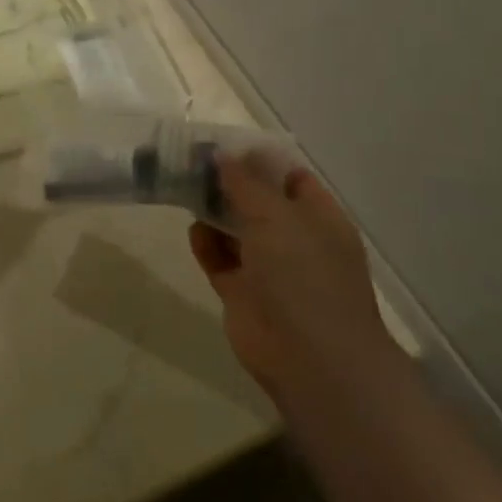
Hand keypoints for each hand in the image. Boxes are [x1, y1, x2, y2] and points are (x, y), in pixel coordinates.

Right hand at [188, 158, 394, 399]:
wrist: (309, 357)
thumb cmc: (303, 275)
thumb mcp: (276, 216)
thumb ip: (246, 183)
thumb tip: (223, 154)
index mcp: (319, 219)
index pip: (291, 178)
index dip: (260, 159)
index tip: (222, 144)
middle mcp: (296, 240)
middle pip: (258, 202)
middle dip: (227, 184)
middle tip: (190, 163)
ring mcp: (269, 269)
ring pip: (235, 230)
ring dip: (212, 212)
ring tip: (182, 189)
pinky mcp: (243, 292)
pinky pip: (220, 259)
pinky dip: (206, 245)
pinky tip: (192, 231)